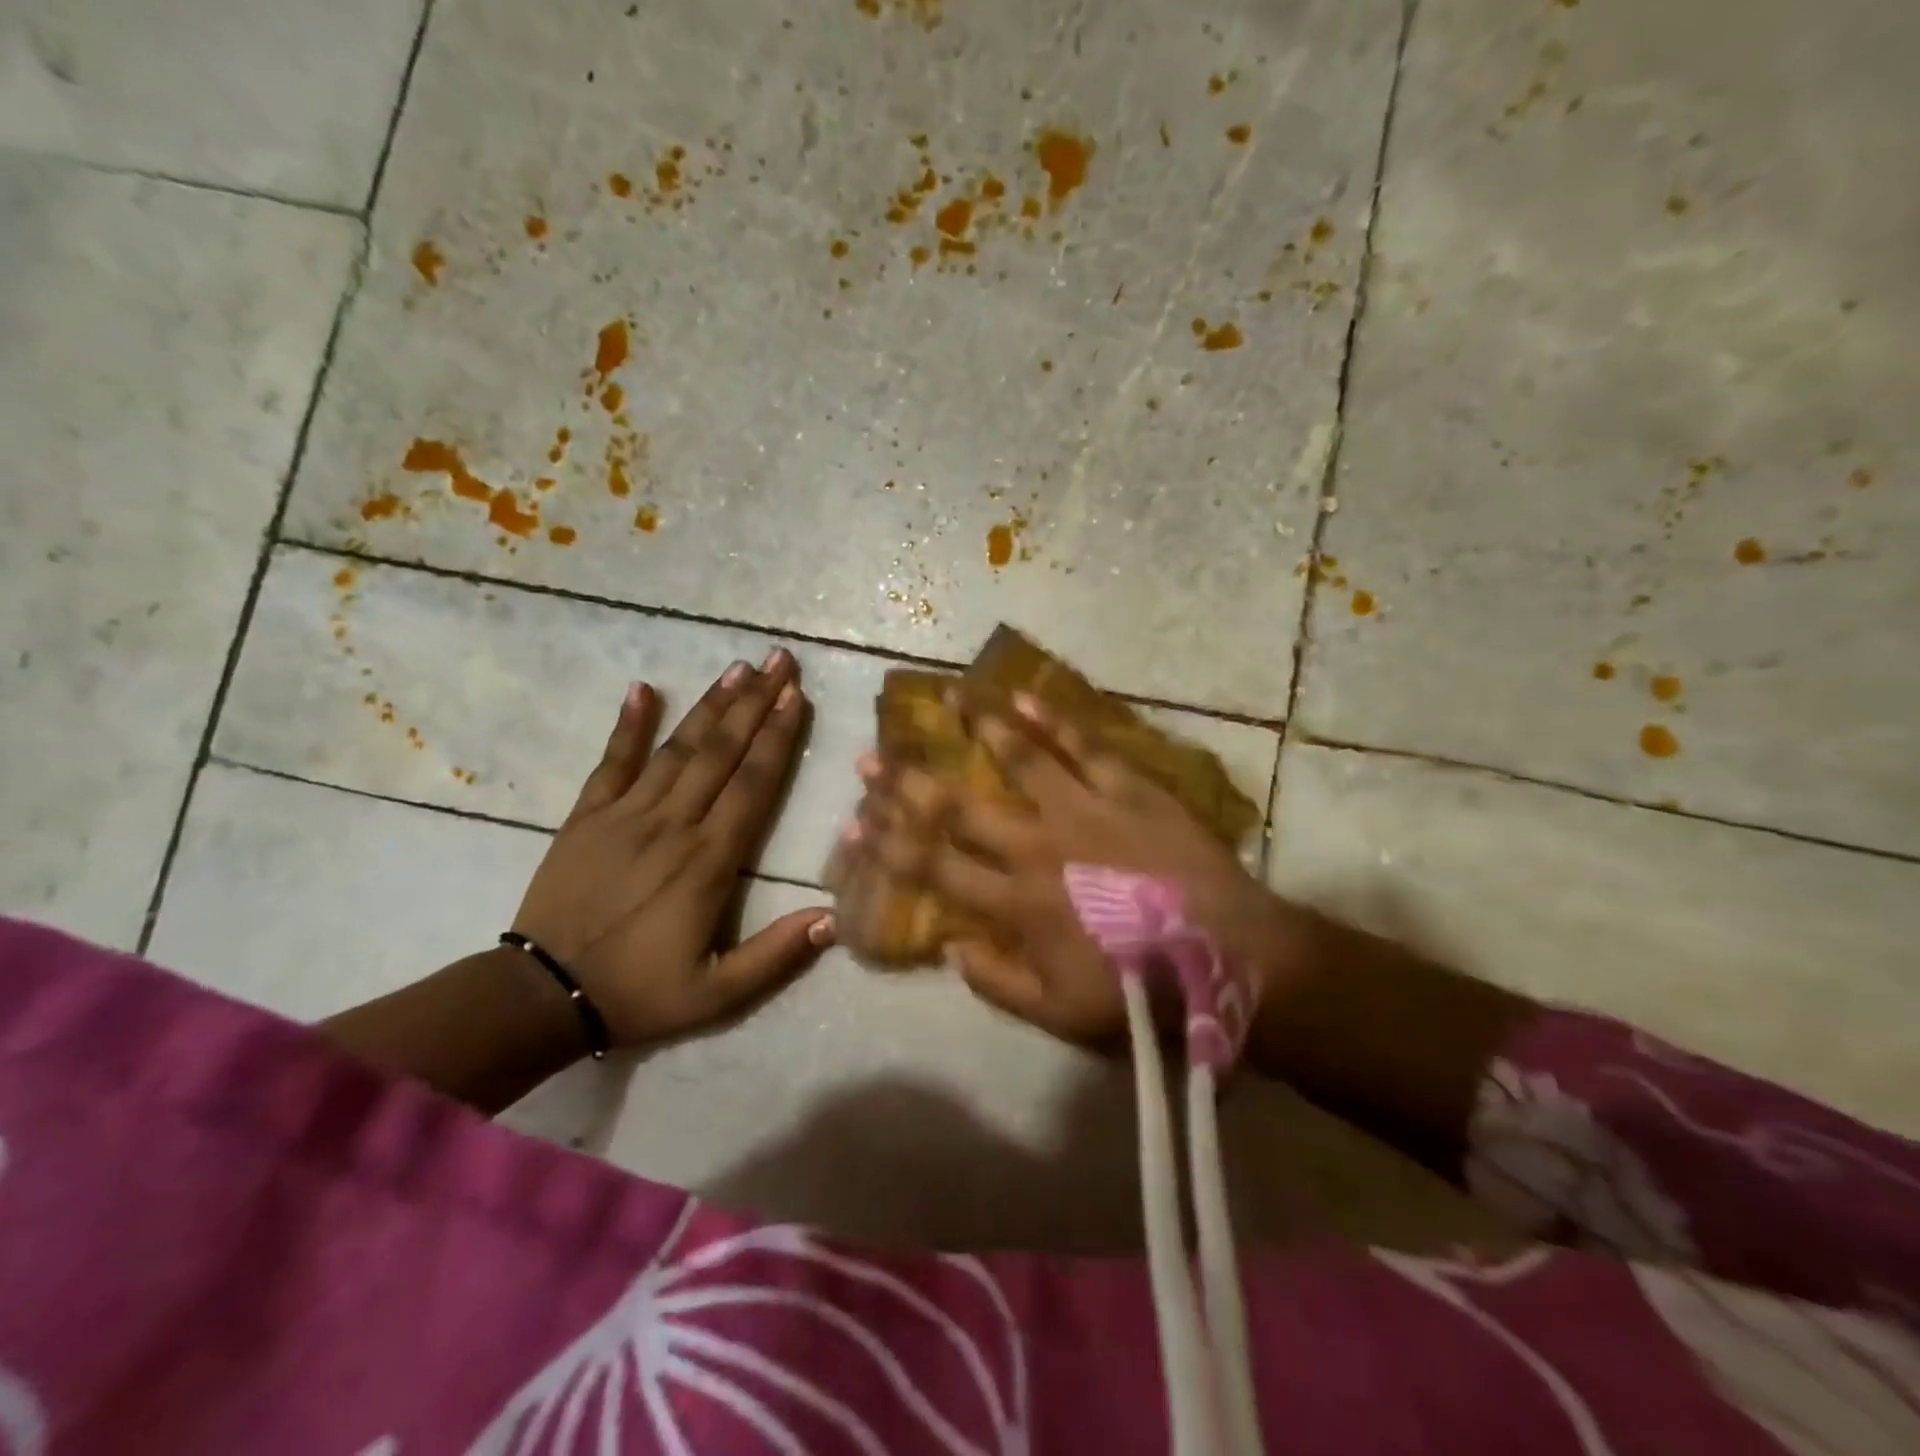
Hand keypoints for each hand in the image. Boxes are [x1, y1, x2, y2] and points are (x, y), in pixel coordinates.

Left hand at [511, 649, 832, 1047]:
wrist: (542, 998)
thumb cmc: (639, 992)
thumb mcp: (717, 994)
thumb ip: (776, 954)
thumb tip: (834, 917)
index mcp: (708, 862)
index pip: (752, 785)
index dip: (777, 738)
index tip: (797, 696)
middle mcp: (672, 825)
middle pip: (721, 753)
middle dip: (755, 703)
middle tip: (779, 660)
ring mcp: (625, 815)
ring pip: (677, 749)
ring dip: (710, 706)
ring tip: (738, 667)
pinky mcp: (586, 817)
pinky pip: (611, 762)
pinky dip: (627, 725)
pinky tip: (642, 688)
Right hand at [849, 693, 1307, 1045]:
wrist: (1233, 957)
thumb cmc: (1142, 991)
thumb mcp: (1059, 1014)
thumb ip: (996, 982)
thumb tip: (948, 946)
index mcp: (1016, 902)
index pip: (933, 866)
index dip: (886, 844)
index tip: (851, 820)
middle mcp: (1037, 845)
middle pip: (958, 806)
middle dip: (907, 782)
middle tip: (871, 755)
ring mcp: (1083, 809)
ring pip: (1017, 758)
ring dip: (976, 727)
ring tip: (944, 698)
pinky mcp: (1128, 787)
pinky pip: (1084, 746)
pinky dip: (1053, 721)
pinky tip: (1022, 698)